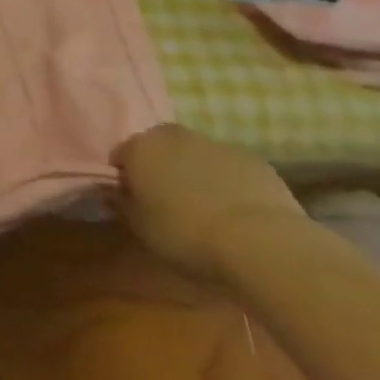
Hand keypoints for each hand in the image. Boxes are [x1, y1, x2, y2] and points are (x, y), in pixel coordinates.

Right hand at [112, 125, 306, 280]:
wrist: (263, 243)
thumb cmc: (188, 235)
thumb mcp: (141, 228)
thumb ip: (122, 204)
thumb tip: (116, 192)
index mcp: (139, 148)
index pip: (121, 155)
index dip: (126, 178)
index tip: (134, 201)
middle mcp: (172, 136)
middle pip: (159, 147)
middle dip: (161, 167)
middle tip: (169, 201)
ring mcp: (214, 143)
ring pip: (195, 154)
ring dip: (195, 172)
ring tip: (208, 209)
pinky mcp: (252, 158)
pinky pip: (230, 167)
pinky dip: (228, 181)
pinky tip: (238, 211)